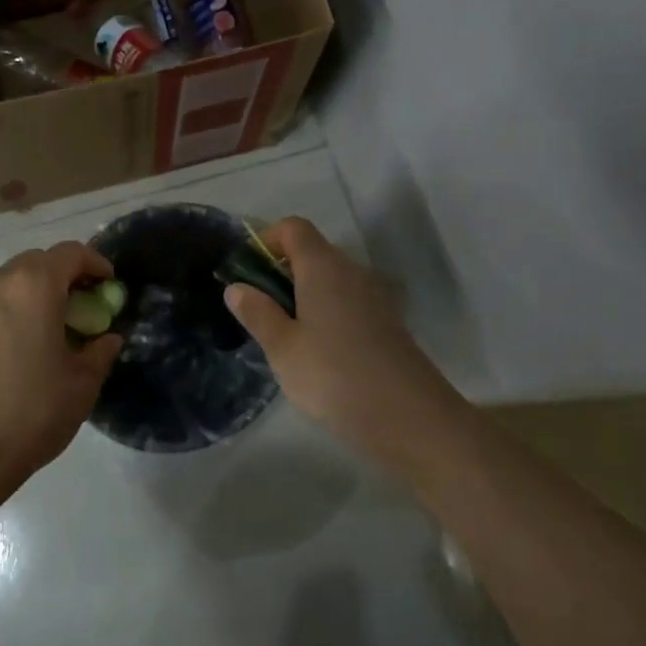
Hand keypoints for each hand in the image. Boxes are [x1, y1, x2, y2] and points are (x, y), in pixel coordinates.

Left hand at [0, 240, 123, 488]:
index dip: (95, 263)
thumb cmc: (32, 412)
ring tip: (49, 329)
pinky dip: (10, 311)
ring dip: (34, 293)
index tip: (108, 286)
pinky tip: (18, 349)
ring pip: (10, 281)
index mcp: (34, 285)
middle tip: (81, 307)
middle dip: (64, 276)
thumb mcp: (82, 383)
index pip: (71, 253)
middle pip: (38, 261)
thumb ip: (100, 350)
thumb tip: (108, 338)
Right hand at [222, 217, 453, 457]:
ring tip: (284, 334)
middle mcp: (351, 271)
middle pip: (312, 251)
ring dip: (303, 294)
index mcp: (323, 267)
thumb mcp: (283, 348)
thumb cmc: (334, 375)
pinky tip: (317, 351)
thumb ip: (257, 313)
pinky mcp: (386, 322)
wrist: (409, 417)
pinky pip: (347, 301)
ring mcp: (374, 296)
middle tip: (259, 308)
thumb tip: (236, 286)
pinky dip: (326, 312)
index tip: (246, 270)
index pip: (293, 227)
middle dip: (281, 270)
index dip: (266, 238)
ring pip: (330, 279)